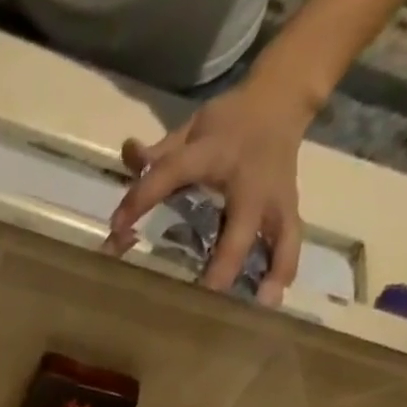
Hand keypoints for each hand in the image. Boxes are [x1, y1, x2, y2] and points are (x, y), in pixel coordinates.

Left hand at [106, 77, 310, 302]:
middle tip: (203, 299)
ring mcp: (275, 199)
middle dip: (222, 265)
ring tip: (254, 308)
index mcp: (216, 153)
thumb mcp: (191, 129)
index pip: (173, 172)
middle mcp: (250, 183)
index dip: (144, 197)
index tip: (116, 228)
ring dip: (267, 273)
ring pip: (277, 238)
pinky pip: (290, 242)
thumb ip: (159, 153)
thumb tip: (127, 154)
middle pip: (238, 228)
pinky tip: (269, 302)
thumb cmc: (228, 123)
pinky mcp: (289, 209)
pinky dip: (283, 270)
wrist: (282, 99)